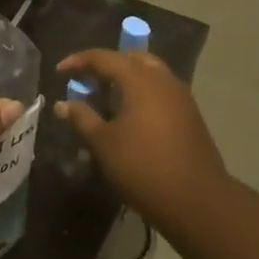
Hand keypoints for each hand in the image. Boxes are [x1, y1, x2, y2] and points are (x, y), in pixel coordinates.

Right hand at [54, 49, 227, 234]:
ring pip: (150, 73)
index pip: (104, 57)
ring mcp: (180, 96)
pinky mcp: (191, 115)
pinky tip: (132, 116)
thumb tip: (63, 104)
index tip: (60, 71)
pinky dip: (142, 93)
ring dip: (127, 78)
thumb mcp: (104, 144)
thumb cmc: (143, 167)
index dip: (79, 61)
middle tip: (88, 79)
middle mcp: (162, 79)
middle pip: (131, 58)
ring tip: (108, 97)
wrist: (198, 201)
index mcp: (139, 79)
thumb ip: (82, 118)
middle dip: (107, 65)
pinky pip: (161, 91)